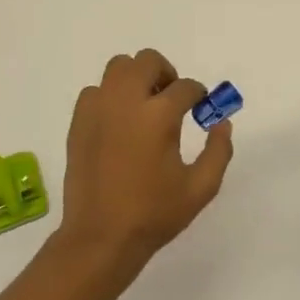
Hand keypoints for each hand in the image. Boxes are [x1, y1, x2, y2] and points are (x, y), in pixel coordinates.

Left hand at [57, 48, 234, 277]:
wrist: (100, 237)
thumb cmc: (154, 214)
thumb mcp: (201, 188)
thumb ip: (219, 150)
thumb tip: (221, 123)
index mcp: (158, 116)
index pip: (186, 87)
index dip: (199, 96)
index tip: (201, 110)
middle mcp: (126, 102)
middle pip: (147, 61)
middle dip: (166, 75)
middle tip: (173, 100)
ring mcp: (98, 110)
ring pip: (118, 68)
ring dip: (136, 78)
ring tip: (145, 107)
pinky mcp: (78, 123)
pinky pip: (96, 91)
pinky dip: (110, 96)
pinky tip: (119, 122)